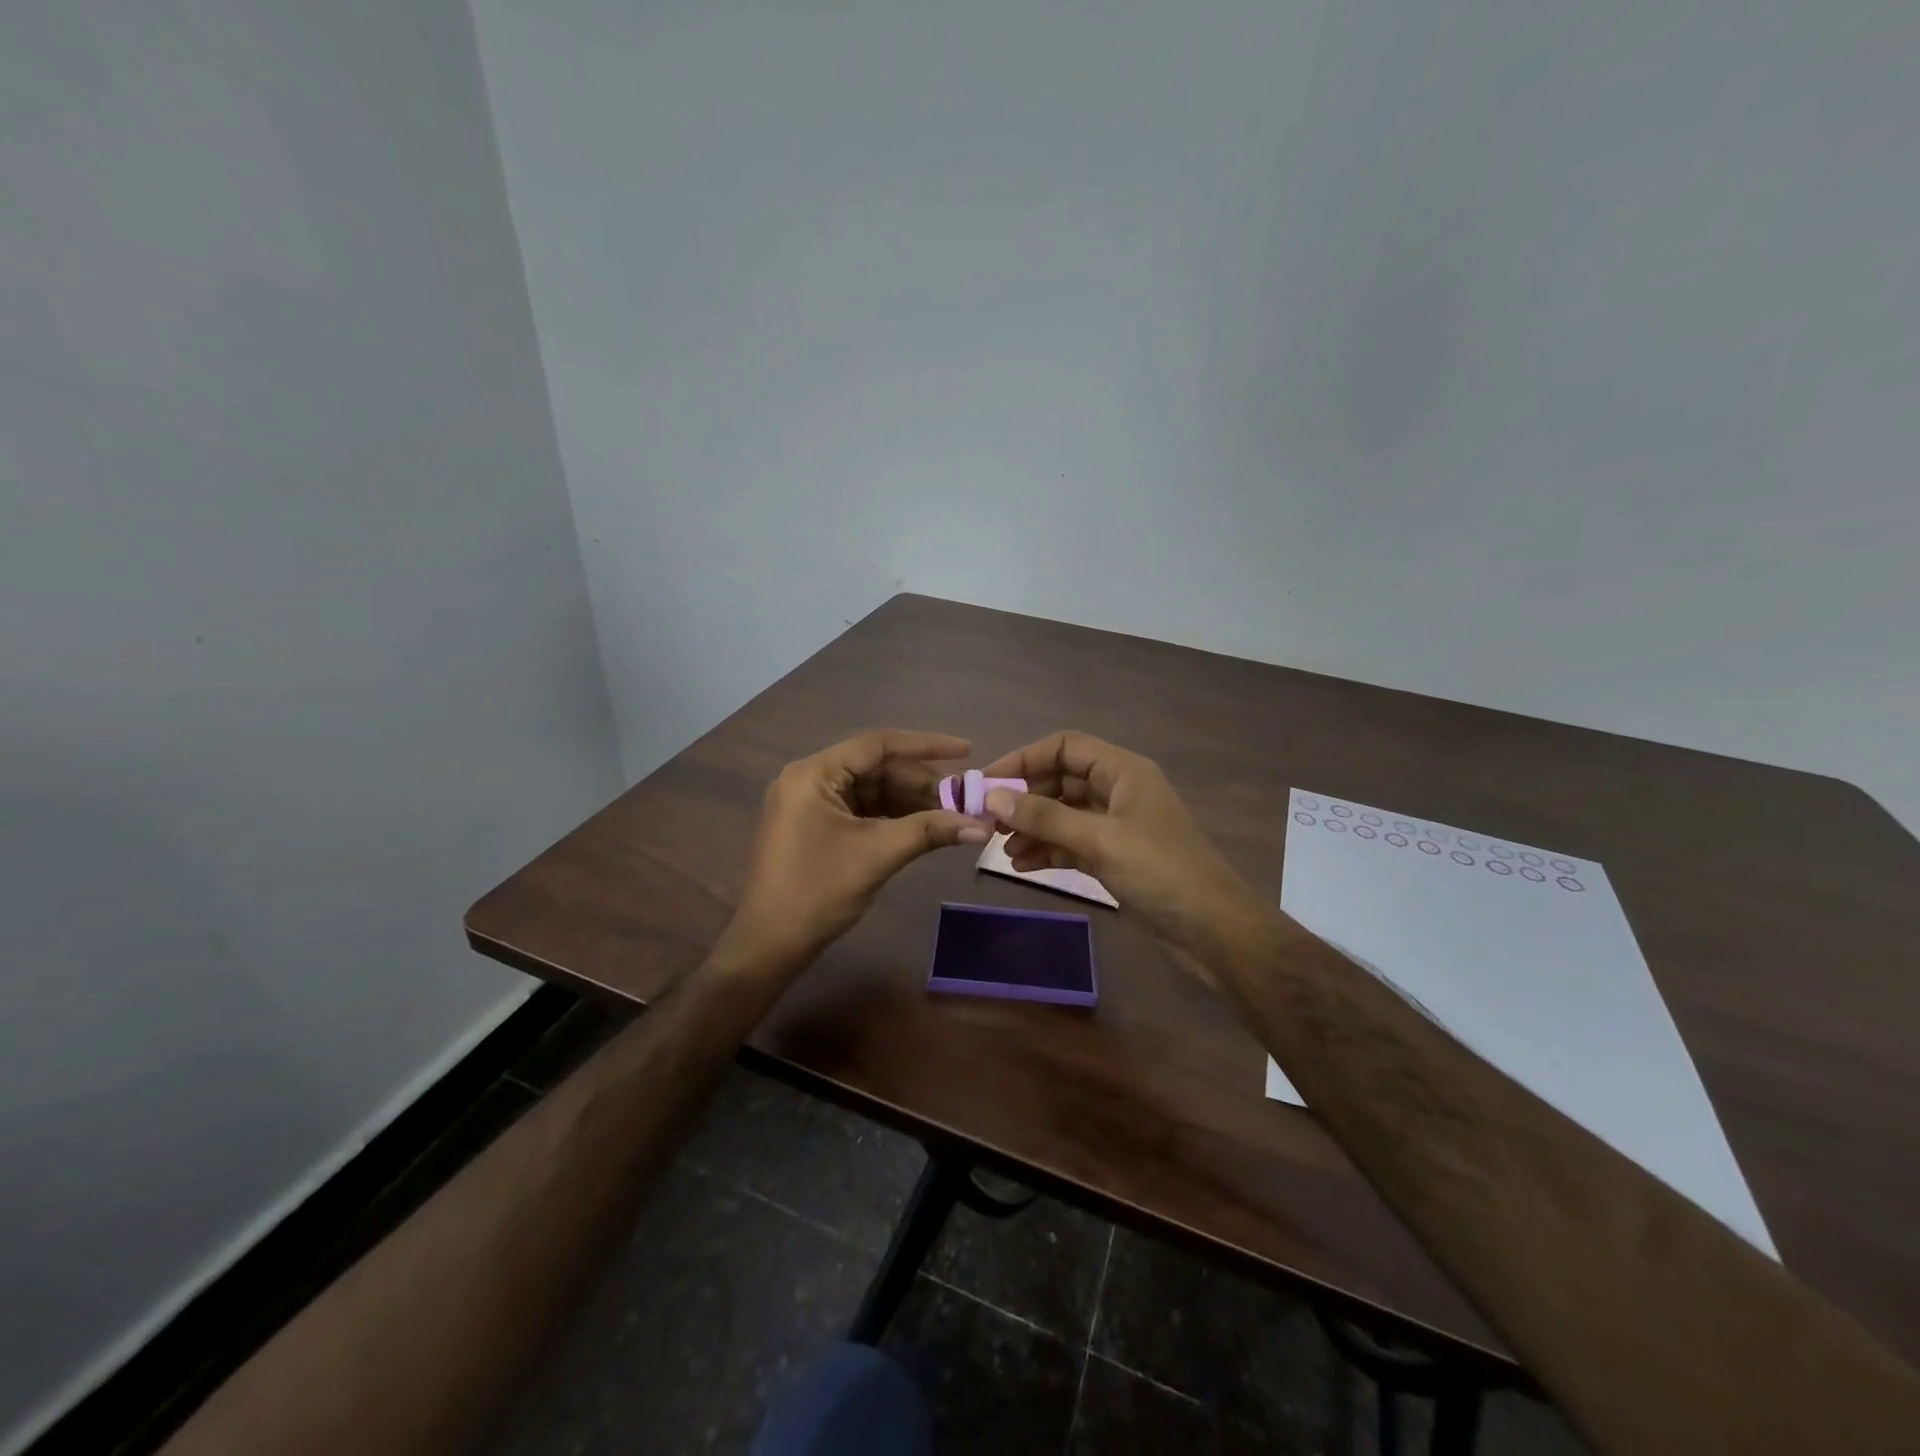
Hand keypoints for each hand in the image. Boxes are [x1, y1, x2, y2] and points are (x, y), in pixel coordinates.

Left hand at [724, 730, 987, 970]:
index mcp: (814, 773)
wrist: (770, 944)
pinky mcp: (816, 825)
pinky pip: (862, 809)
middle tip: (964, 796)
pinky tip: (925, 826)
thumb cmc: (818, 891)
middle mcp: (810, 778)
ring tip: (953, 813)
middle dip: (922, 782)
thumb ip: (930, 831)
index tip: (966, 750)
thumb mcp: (878, 854)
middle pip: (877, 767)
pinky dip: (893, 817)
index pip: (878, 745)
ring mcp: (811, 803)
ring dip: (911, 801)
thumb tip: (983, 826)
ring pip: (872, 790)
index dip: (926, 746)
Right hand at [979, 731, 1267, 959]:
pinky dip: (1049, 850)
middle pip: (1061, 780)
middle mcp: (1119, 791)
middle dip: (1025, 798)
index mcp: (1123, 771)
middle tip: (988, 821)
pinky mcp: (1116, 857)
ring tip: (1002, 849)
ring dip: (1033, 828)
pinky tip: (1023, 865)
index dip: (1024, 759)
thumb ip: (1045, 817)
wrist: (1213, 930)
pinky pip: (1073, 843)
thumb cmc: (1160, 872)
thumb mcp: (1099, 840)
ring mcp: (1118, 826)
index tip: (987, 783)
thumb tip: (992, 797)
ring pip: (1064, 815)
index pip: (1065, 747)